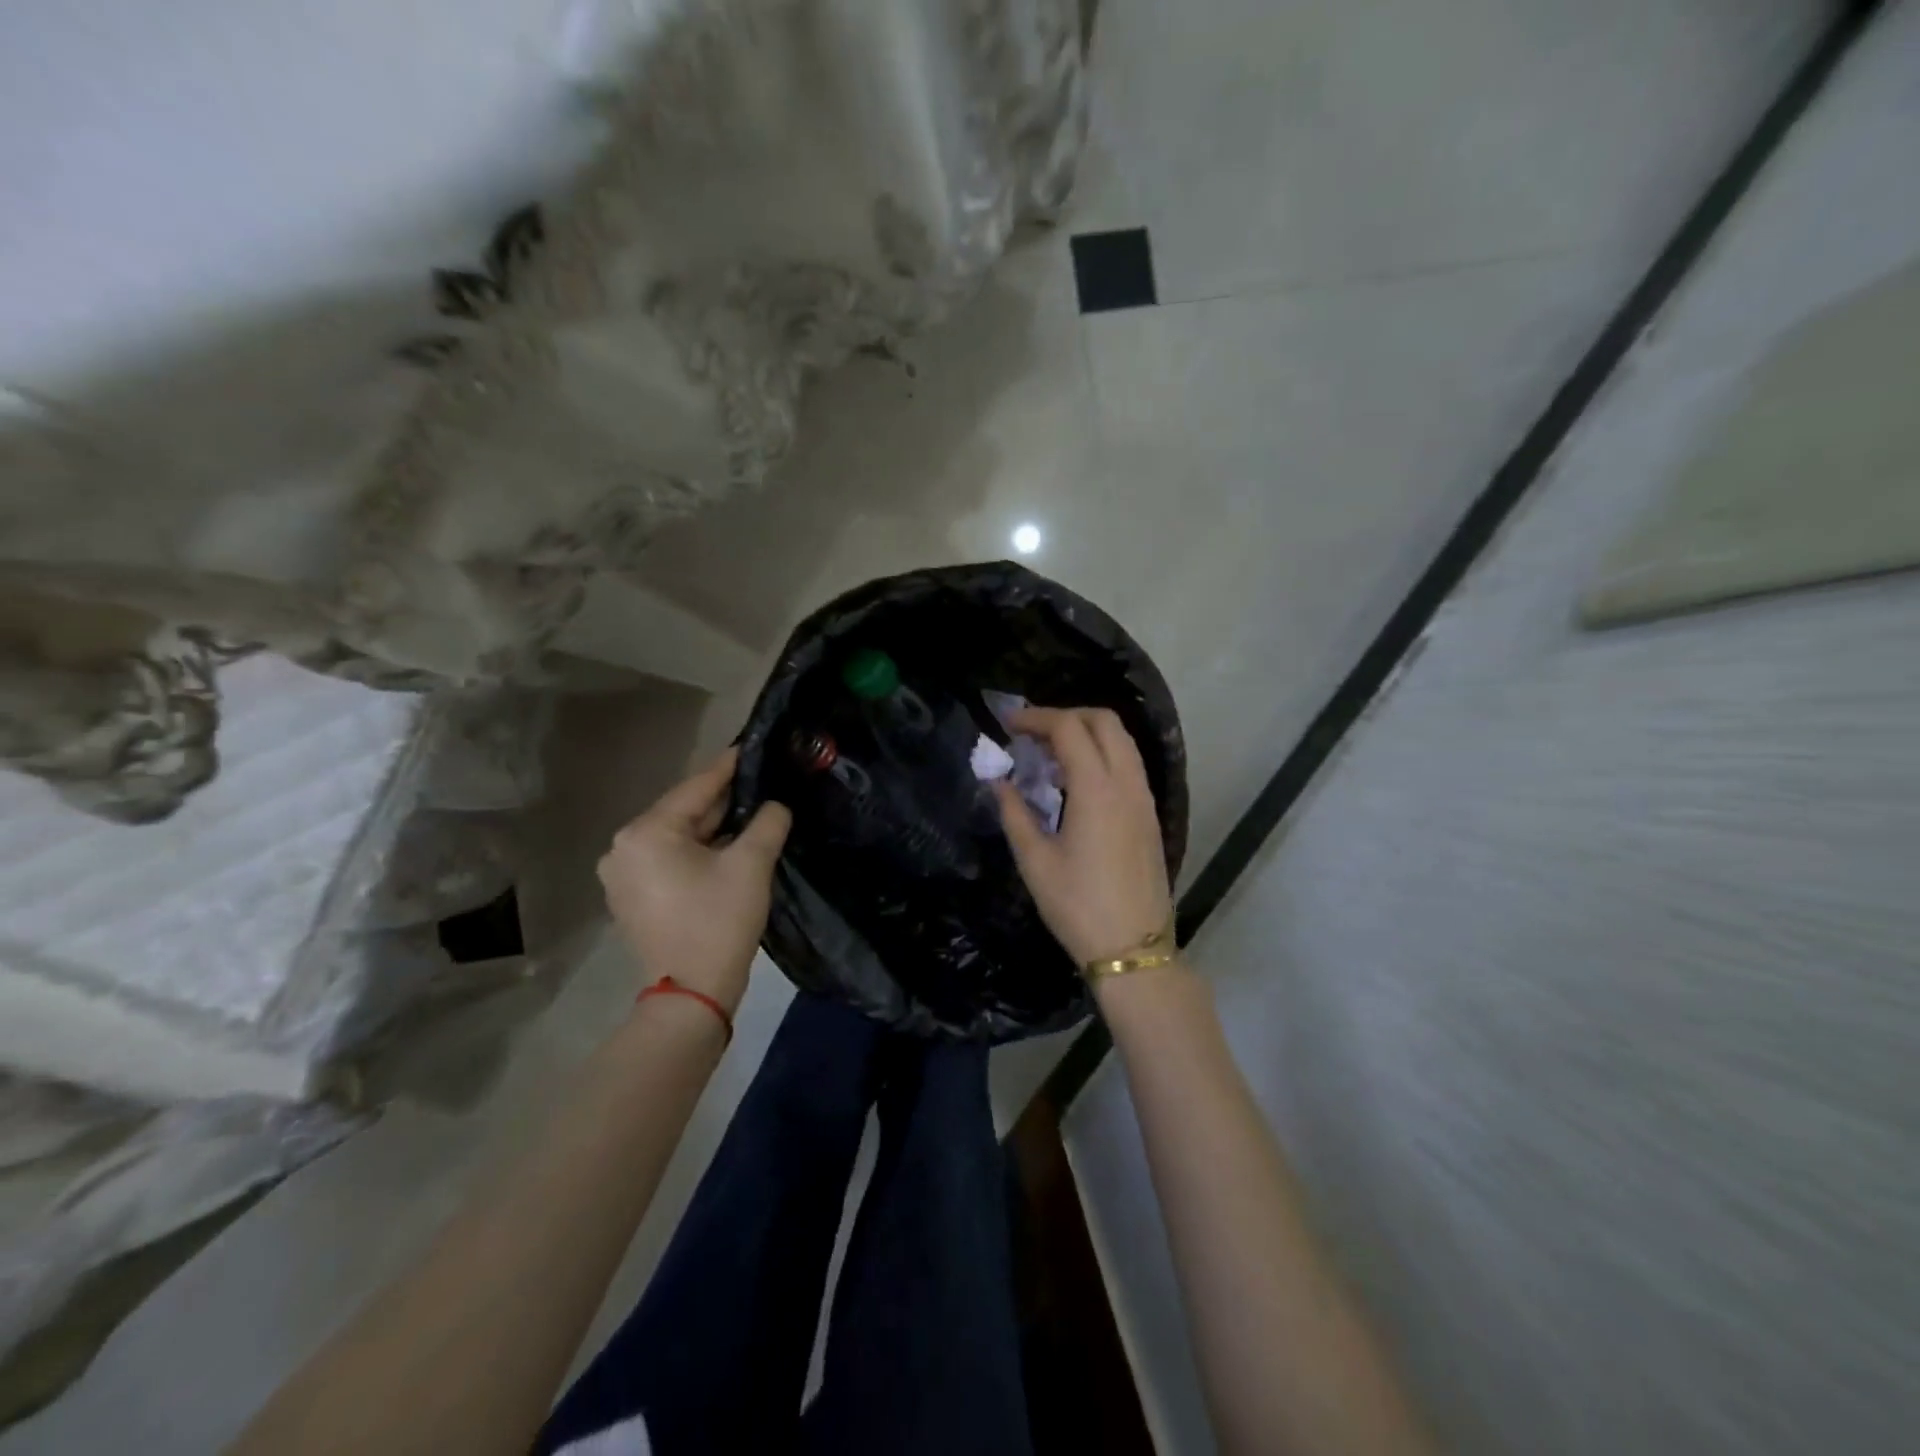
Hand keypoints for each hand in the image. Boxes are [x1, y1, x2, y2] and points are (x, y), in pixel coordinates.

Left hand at [599, 748, 791, 1015]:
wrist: (691, 994)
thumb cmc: (718, 921)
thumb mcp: (751, 864)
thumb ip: (767, 822)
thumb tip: (775, 806)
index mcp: (646, 832)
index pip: (696, 788)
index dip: (729, 768)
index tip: (751, 747)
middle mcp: (623, 847)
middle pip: (683, 812)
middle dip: (722, 801)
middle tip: (759, 783)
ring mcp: (622, 874)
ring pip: (677, 837)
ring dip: (712, 828)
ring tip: (750, 813)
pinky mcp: (631, 897)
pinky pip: (668, 859)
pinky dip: (696, 851)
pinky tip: (726, 847)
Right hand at [994, 707, 1171, 965]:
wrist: (1133, 949)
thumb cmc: (1077, 907)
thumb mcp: (1035, 861)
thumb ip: (1014, 812)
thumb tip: (998, 781)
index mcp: (1097, 790)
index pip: (1069, 728)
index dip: (1036, 718)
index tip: (1007, 725)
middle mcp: (1127, 783)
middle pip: (1104, 721)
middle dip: (1065, 715)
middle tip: (1031, 733)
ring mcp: (1144, 798)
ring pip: (1121, 741)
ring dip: (1086, 733)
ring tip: (1050, 754)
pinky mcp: (1150, 814)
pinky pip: (1128, 764)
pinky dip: (1102, 754)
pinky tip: (1075, 781)